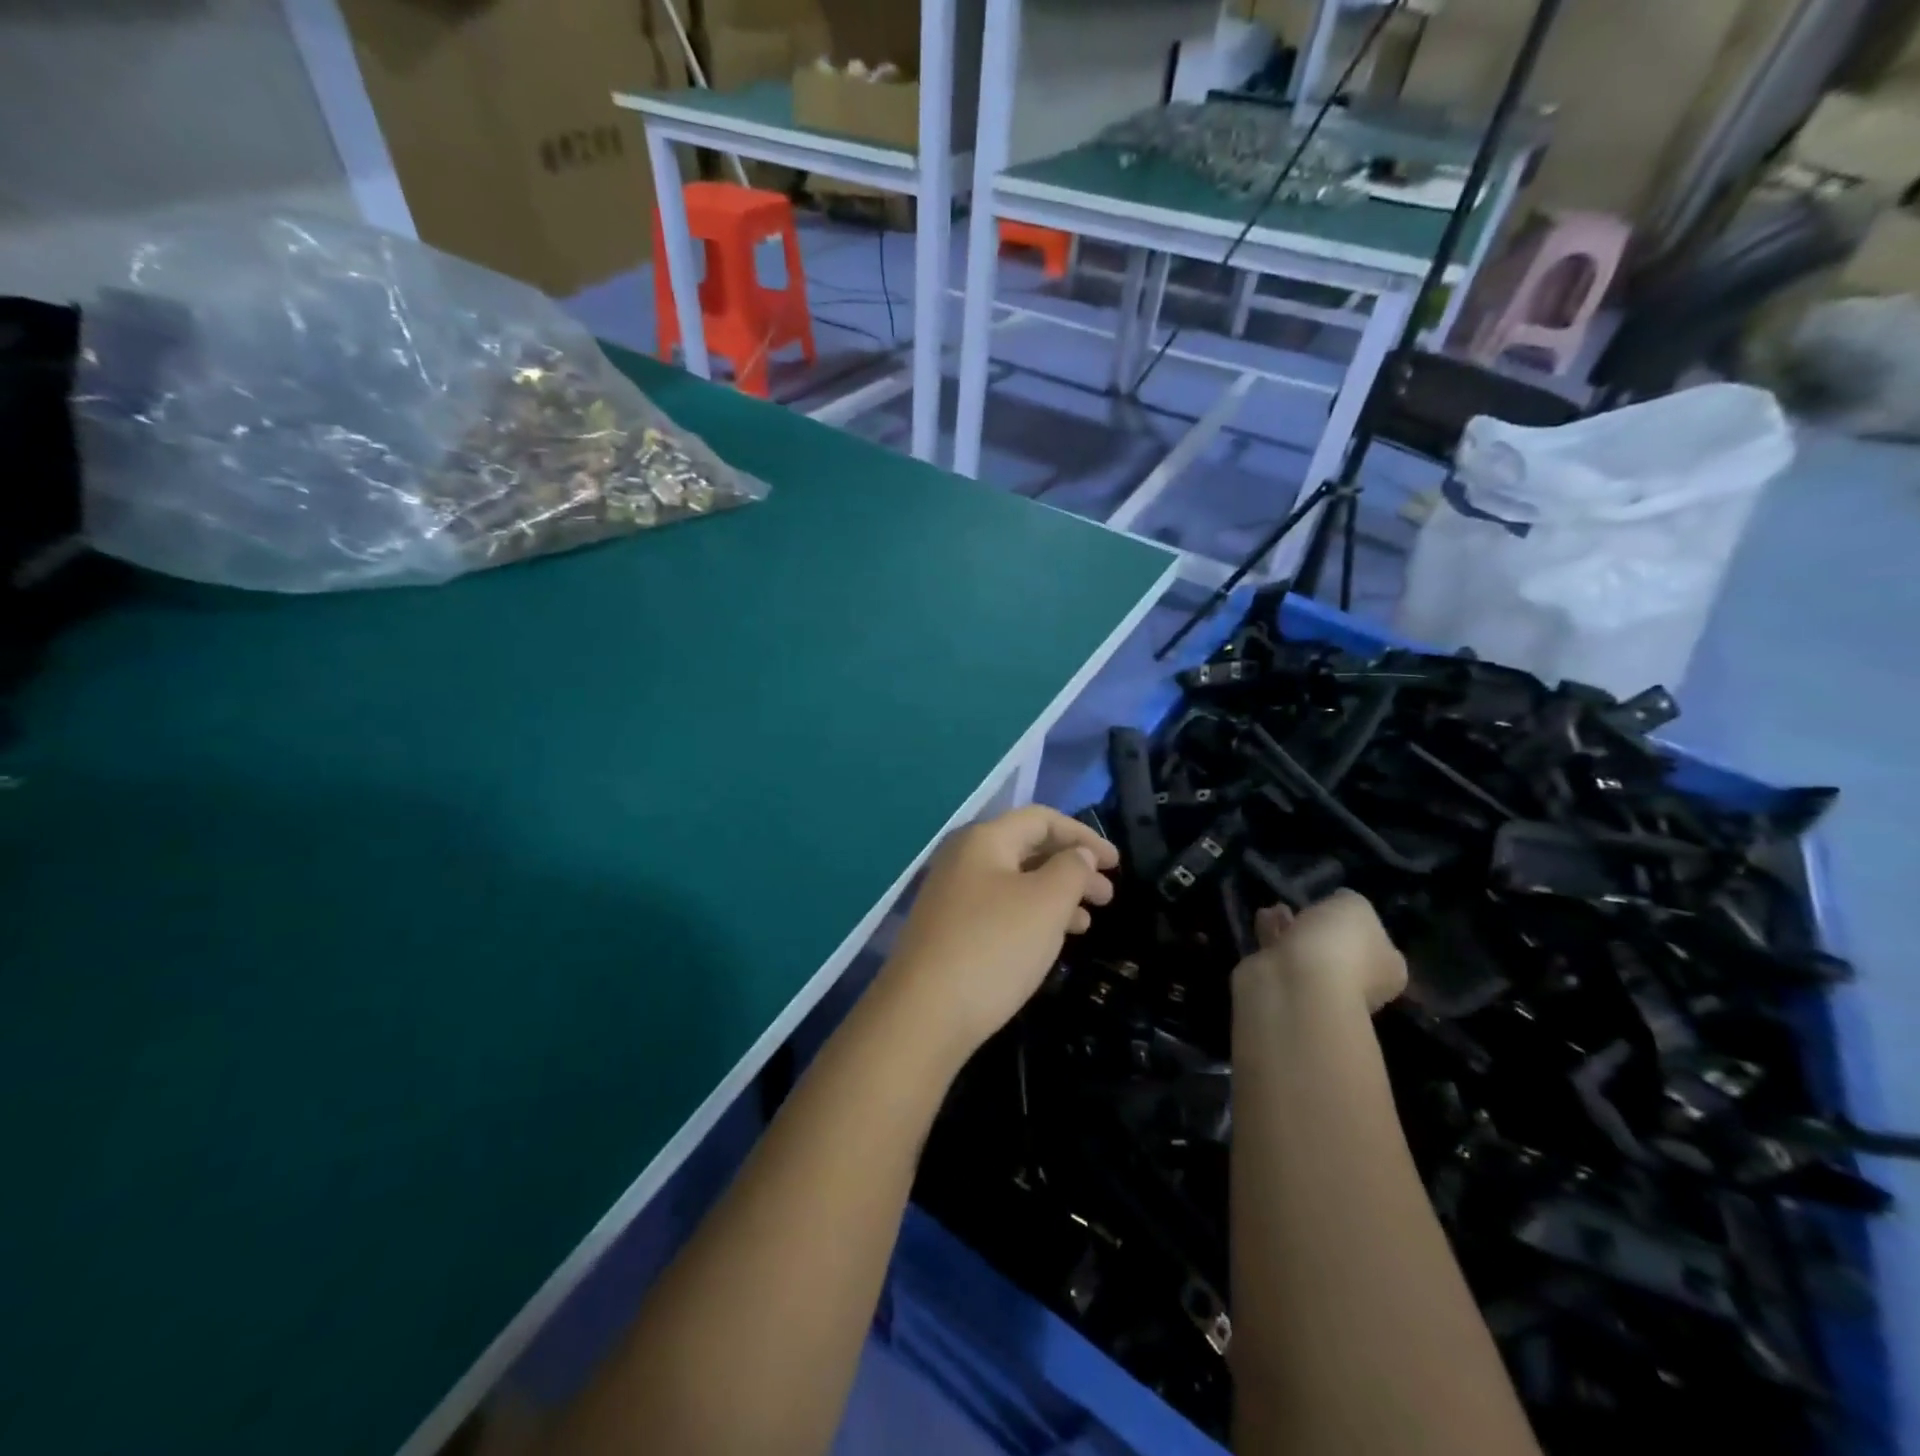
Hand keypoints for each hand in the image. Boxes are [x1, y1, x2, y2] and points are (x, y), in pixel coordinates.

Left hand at [879, 805, 1117, 1058]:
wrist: (924, 1013)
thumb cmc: (994, 946)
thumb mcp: (1046, 902)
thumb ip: (1072, 869)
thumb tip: (1079, 854)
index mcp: (984, 840)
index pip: (1041, 819)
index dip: (1083, 835)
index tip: (1116, 863)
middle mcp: (964, 859)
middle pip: (1028, 849)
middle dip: (1072, 868)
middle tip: (1107, 898)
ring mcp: (952, 896)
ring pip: (1016, 883)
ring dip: (1055, 896)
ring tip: (1085, 924)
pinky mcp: (949, 931)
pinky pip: (1000, 910)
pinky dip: (1031, 918)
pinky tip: (1050, 943)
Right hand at [1232, 890, 1407, 1015]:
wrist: (1296, 983)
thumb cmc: (1339, 944)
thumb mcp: (1354, 905)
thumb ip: (1349, 902)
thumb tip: (1340, 904)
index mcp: (1388, 969)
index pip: (1378, 943)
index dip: (1358, 923)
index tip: (1337, 906)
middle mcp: (1359, 984)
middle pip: (1339, 948)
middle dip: (1320, 926)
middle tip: (1305, 906)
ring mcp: (1321, 989)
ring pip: (1307, 952)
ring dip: (1292, 929)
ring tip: (1277, 908)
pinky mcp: (1286, 987)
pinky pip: (1280, 955)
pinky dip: (1272, 935)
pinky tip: (1263, 918)